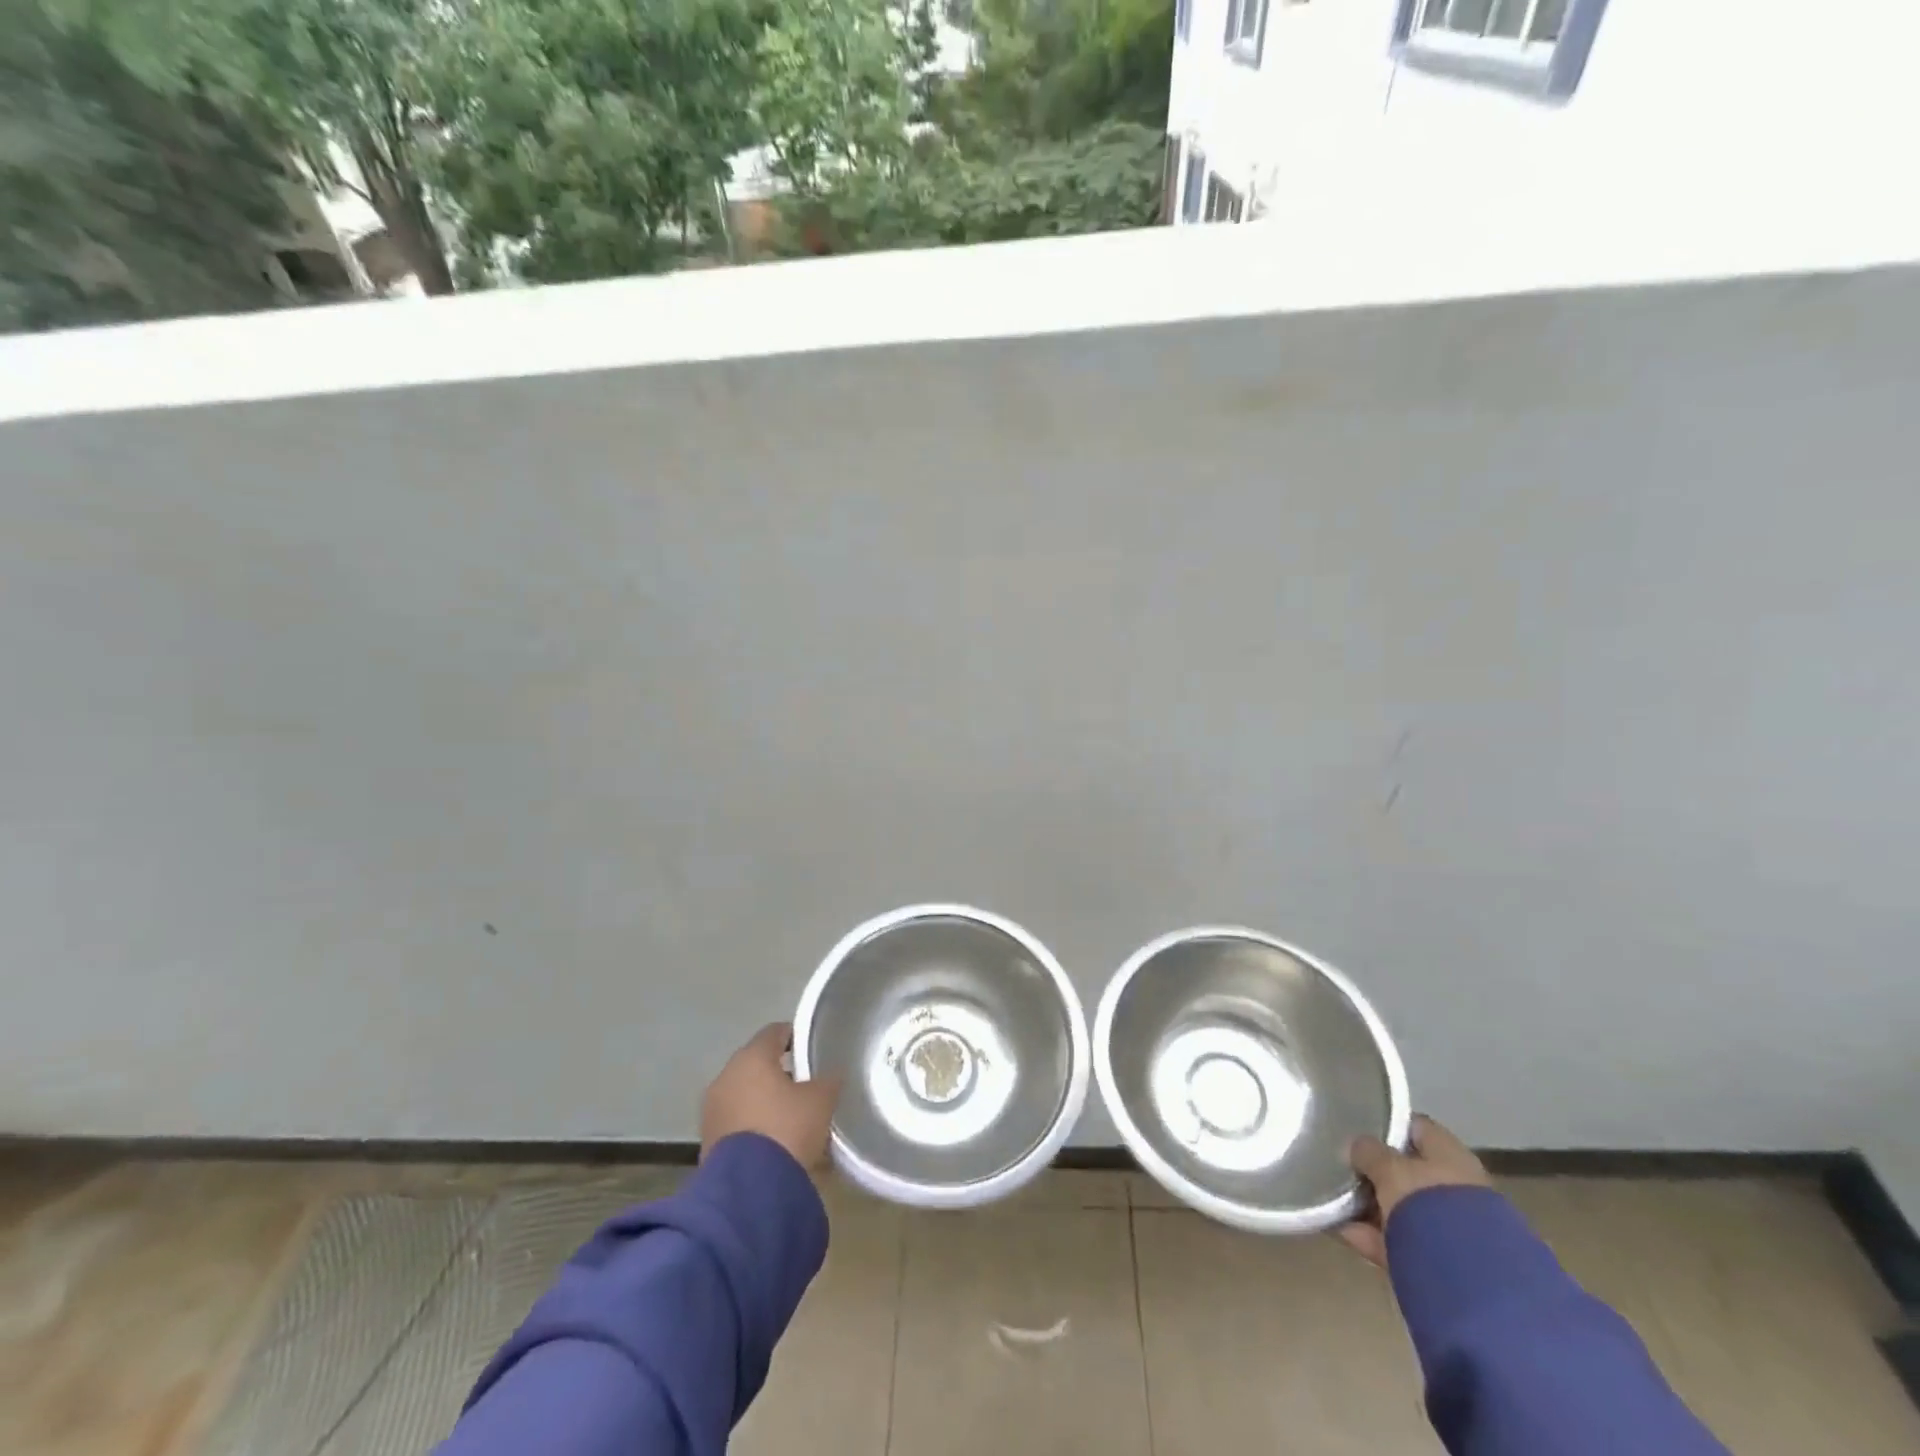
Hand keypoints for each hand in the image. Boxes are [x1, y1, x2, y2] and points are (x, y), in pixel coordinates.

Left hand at [700, 1022, 842, 1168]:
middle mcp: (726, 1076)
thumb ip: (827, 1080)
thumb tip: (830, 1075)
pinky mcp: (708, 1142)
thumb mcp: (821, 1100)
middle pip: (757, 1064)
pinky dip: (754, 1127)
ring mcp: (713, 1110)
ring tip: (792, 1119)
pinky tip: (775, 1143)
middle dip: (780, 1074)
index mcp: (752, 1057)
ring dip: (765, 1102)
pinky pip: (737, 1123)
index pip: (775, 1032)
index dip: (796, 1037)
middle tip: (806, 1087)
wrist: (748, 1191)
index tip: (812, 1050)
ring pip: (745, 1095)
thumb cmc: (787, 1129)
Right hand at [1336, 1114, 1490, 1267]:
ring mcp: (1451, 1226)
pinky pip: (1399, 1240)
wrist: (1470, 1281)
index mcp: (1451, 1155)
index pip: (1417, 1127)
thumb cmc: (1428, 1204)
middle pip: (1408, 1171)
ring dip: (1372, 1207)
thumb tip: (1357, 1146)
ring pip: (1402, 1208)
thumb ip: (1369, 1152)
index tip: (1357, 1127)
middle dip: (1376, 1172)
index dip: (1388, 1124)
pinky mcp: (1441, 1261)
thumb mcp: (1389, 1168)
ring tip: (1335, 1203)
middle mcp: (1456, 1187)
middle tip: (1342, 1168)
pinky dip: (1373, 1237)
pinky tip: (1343, 1232)